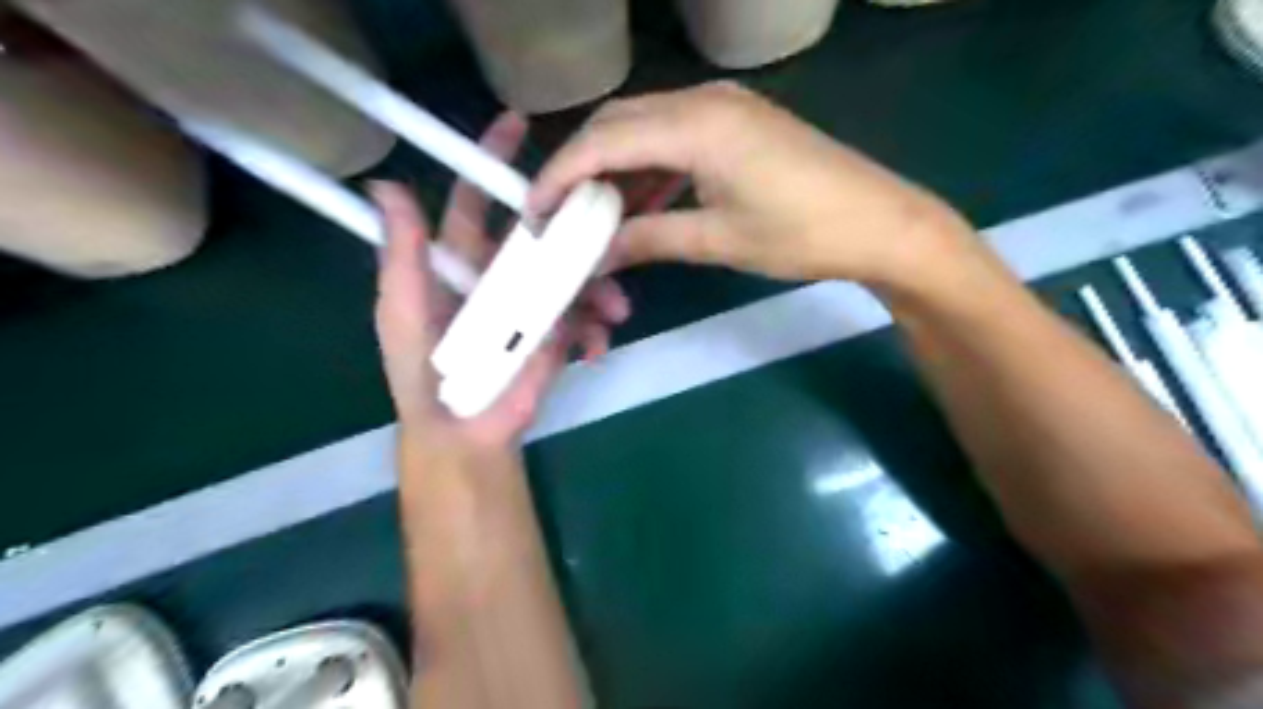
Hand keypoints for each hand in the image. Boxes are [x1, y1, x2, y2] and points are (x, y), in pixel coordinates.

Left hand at [373, 111, 630, 453]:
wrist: (465, 432)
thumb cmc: (426, 372)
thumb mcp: (403, 310)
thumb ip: (401, 254)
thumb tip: (386, 184)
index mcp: (462, 262)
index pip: (475, 199)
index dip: (491, 161)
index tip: (519, 125)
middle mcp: (500, 274)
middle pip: (542, 234)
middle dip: (574, 230)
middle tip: (605, 225)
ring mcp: (533, 304)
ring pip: (573, 274)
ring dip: (599, 286)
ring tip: (614, 309)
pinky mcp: (558, 335)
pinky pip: (585, 319)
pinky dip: (596, 329)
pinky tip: (596, 345)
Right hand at [529, 83, 980, 290]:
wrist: (879, 223)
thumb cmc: (803, 234)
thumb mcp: (718, 240)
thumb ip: (649, 238)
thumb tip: (597, 255)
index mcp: (696, 126)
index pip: (604, 142)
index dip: (560, 176)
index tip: (534, 213)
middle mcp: (702, 101)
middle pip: (617, 124)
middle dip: (581, 168)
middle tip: (561, 216)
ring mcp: (723, 107)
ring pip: (644, 128)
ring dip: (614, 168)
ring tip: (594, 215)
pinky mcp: (738, 122)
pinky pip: (673, 136)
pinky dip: (648, 167)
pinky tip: (640, 202)